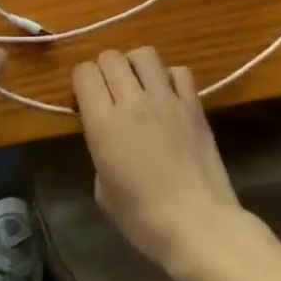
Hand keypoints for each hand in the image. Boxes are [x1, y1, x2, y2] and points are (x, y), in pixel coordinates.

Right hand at [73, 48, 254, 278]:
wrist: (199, 226)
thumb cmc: (145, 220)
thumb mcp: (104, 192)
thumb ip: (100, 151)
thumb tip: (108, 135)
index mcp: (104, 123)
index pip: (84, 72)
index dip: (81, 81)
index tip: (85, 99)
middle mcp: (133, 101)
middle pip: (111, 56)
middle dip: (104, 69)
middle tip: (109, 92)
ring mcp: (166, 98)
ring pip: (144, 54)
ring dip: (135, 65)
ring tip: (138, 85)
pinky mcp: (194, 103)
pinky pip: (179, 71)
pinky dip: (169, 77)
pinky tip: (168, 96)